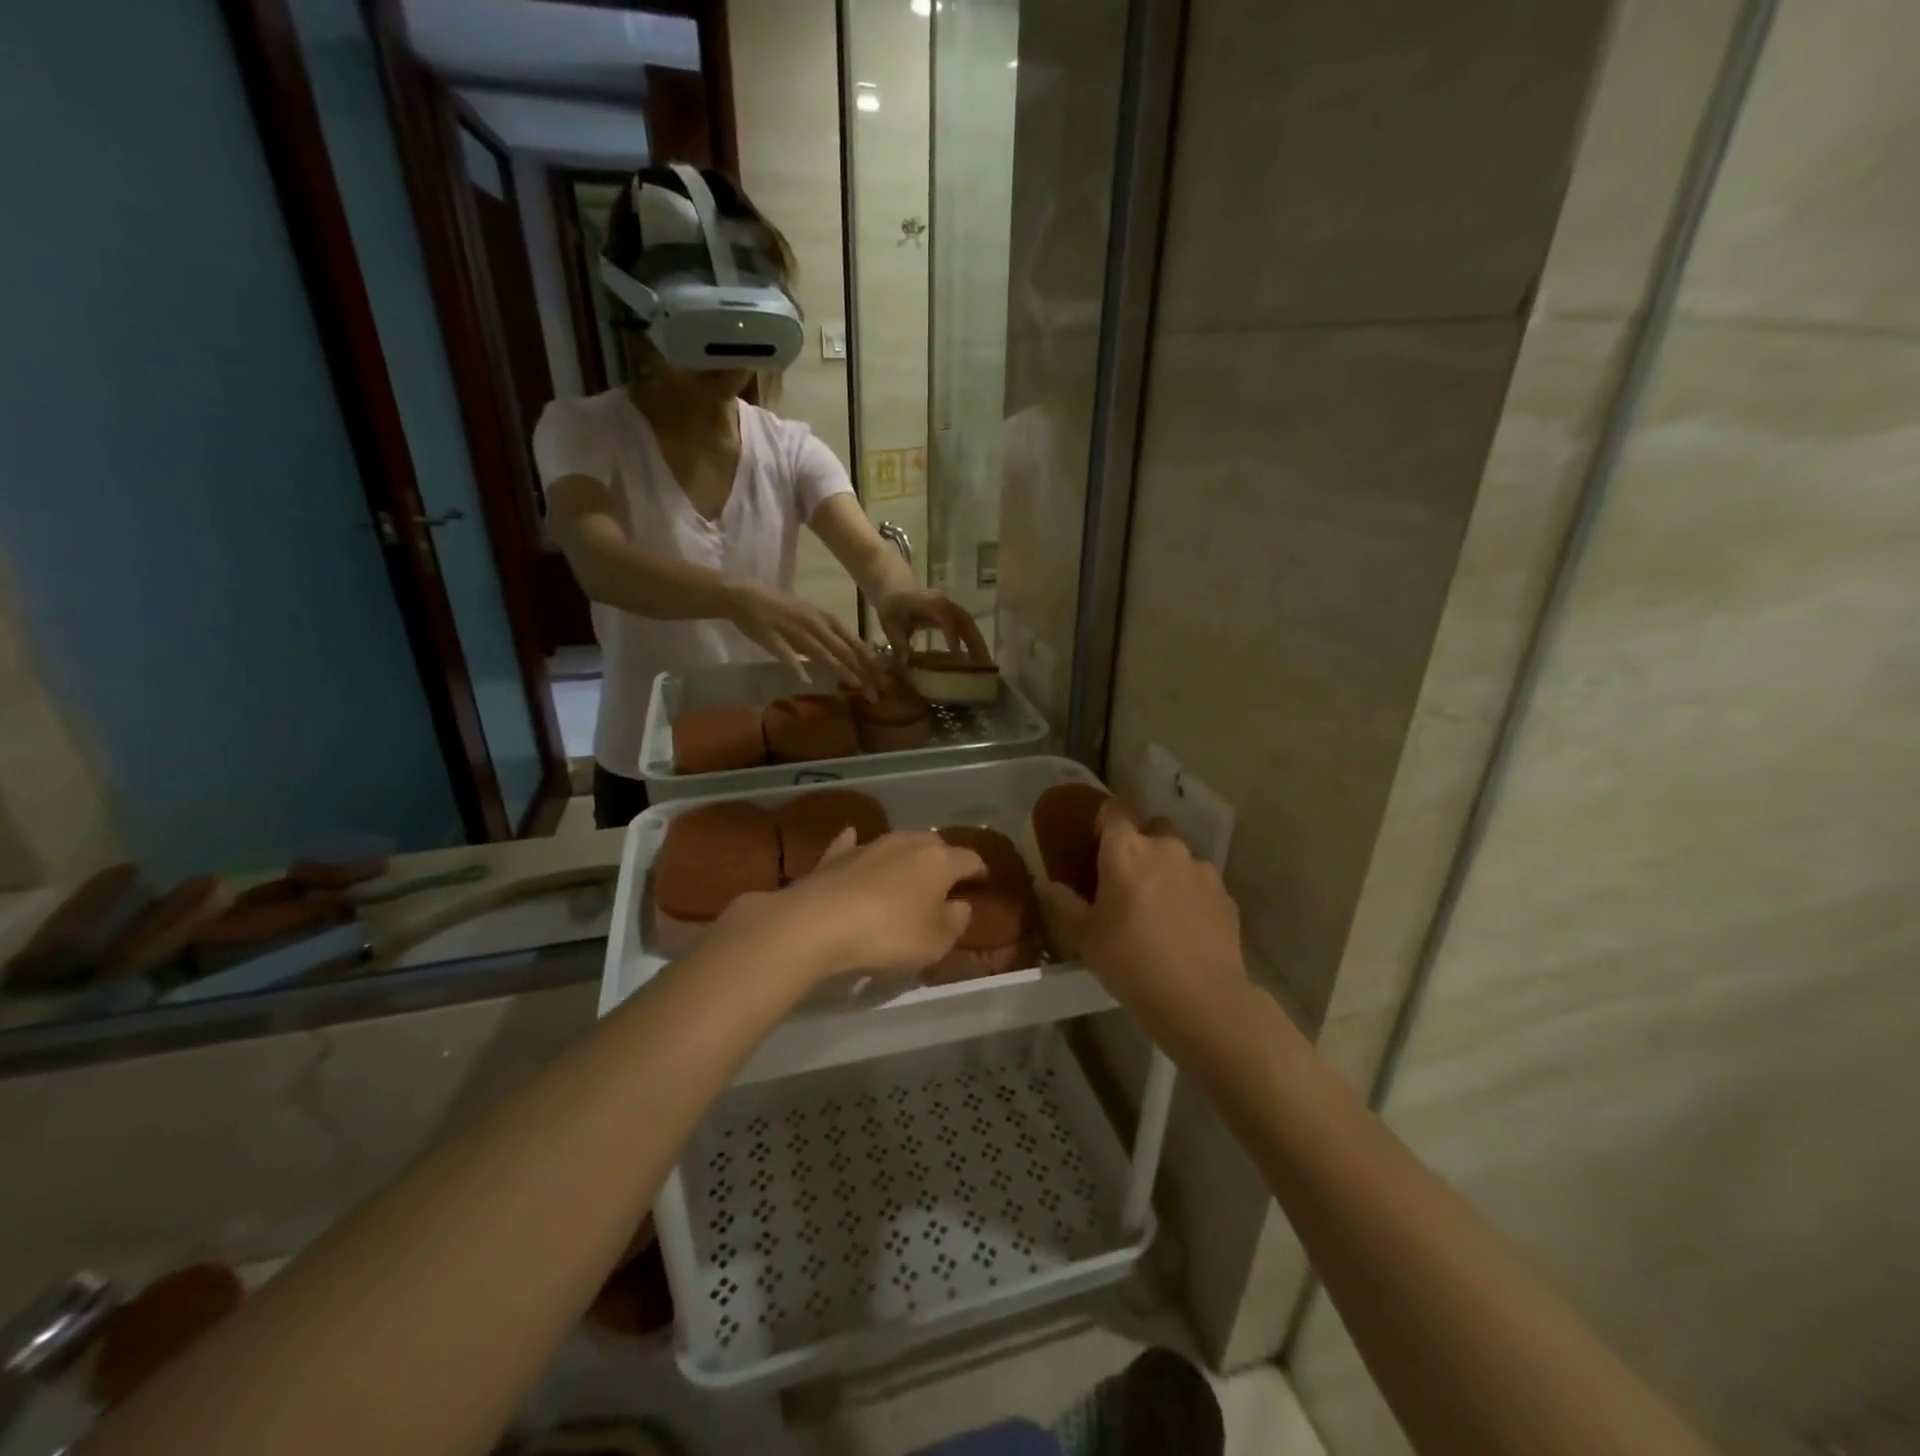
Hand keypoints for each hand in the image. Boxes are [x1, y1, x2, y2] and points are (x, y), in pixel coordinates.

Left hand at [715, 830, 986, 986]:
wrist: (819, 922)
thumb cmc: (889, 933)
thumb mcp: (936, 941)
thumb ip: (955, 921)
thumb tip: (961, 905)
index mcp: (939, 861)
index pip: (969, 859)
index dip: (979, 870)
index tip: (982, 880)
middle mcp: (907, 843)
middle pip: (934, 844)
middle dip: (942, 859)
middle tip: (944, 880)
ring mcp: (869, 845)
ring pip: (897, 842)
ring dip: (905, 855)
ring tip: (907, 870)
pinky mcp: (835, 855)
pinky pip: (852, 845)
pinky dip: (857, 845)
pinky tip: (854, 841)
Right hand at [727, 579, 880, 692]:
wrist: (744, 596)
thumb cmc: (780, 607)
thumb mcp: (810, 617)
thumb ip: (827, 634)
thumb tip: (846, 653)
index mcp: (824, 618)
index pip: (853, 641)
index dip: (869, 661)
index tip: (882, 679)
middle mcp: (814, 624)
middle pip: (843, 650)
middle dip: (862, 673)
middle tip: (875, 694)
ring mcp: (794, 631)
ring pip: (822, 653)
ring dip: (841, 670)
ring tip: (855, 686)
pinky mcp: (773, 638)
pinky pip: (787, 655)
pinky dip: (797, 667)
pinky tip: (807, 681)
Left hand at [875, 588, 992, 664]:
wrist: (894, 585)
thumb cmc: (891, 604)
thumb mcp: (889, 623)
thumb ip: (897, 642)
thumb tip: (906, 663)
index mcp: (928, 603)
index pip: (945, 617)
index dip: (952, 634)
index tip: (957, 654)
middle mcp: (944, 603)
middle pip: (965, 621)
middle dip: (975, 643)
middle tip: (983, 665)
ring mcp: (950, 607)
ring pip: (969, 625)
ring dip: (978, 644)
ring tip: (984, 666)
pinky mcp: (952, 614)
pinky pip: (966, 627)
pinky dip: (972, 642)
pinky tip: (975, 659)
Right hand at [1039, 801, 1250, 1053]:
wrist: (1201, 999)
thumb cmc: (1131, 961)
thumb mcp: (1083, 937)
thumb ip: (1062, 904)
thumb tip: (1049, 885)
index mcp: (1126, 849)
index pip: (1112, 810)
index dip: (1102, 821)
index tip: (1094, 842)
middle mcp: (1165, 847)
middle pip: (1150, 827)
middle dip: (1139, 843)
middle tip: (1125, 878)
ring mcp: (1200, 869)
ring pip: (1178, 855)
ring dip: (1165, 869)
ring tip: (1156, 906)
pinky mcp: (1225, 894)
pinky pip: (1199, 882)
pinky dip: (1188, 893)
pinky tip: (1182, 926)